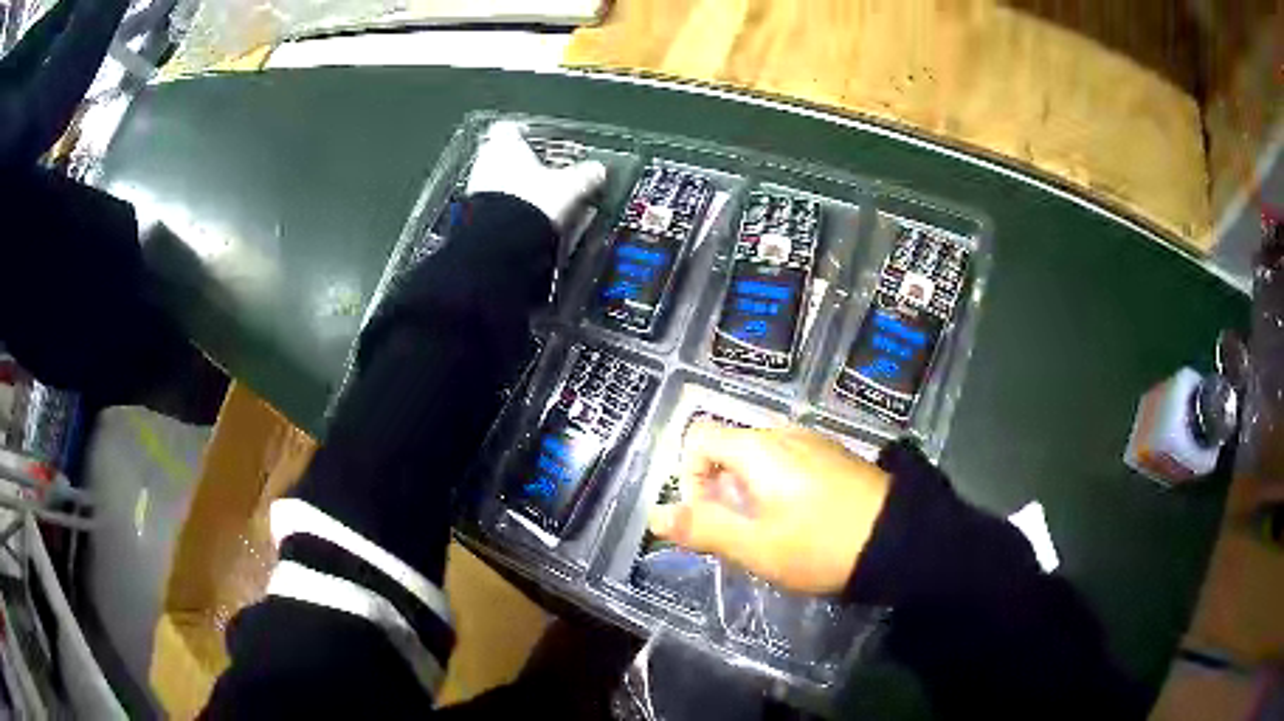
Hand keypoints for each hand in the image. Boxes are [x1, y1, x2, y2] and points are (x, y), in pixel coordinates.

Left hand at [466, 122, 606, 230]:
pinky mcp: (474, 217)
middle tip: (548, 175)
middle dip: (526, 165)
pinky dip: (510, 211)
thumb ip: (586, 174)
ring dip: (517, 190)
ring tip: (541, 203)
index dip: (528, 133)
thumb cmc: (532, 201)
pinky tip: (528, 223)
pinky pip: (495, 207)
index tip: (542, 142)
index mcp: (504, 145)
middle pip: (505, 156)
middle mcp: (485, 163)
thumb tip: (599, 170)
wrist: (501, 244)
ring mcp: (476, 191)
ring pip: (499, 182)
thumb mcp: (570, 186)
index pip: (511, 128)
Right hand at [649, 422, 890, 594]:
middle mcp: (784, 433)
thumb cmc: (820, 544)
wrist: (901, 541)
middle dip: (721, 491)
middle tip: (741, 534)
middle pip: (730, 449)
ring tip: (772, 532)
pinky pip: (790, 463)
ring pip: (760, 458)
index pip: (699, 439)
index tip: (709, 518)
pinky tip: (803, 522)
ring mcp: (815, 442)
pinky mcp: (836, 457)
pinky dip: (779, 488)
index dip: (689, 477)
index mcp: (759, 448)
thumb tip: (654, 515)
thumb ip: (702, 528)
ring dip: (750, 493)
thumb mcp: (756, 546)